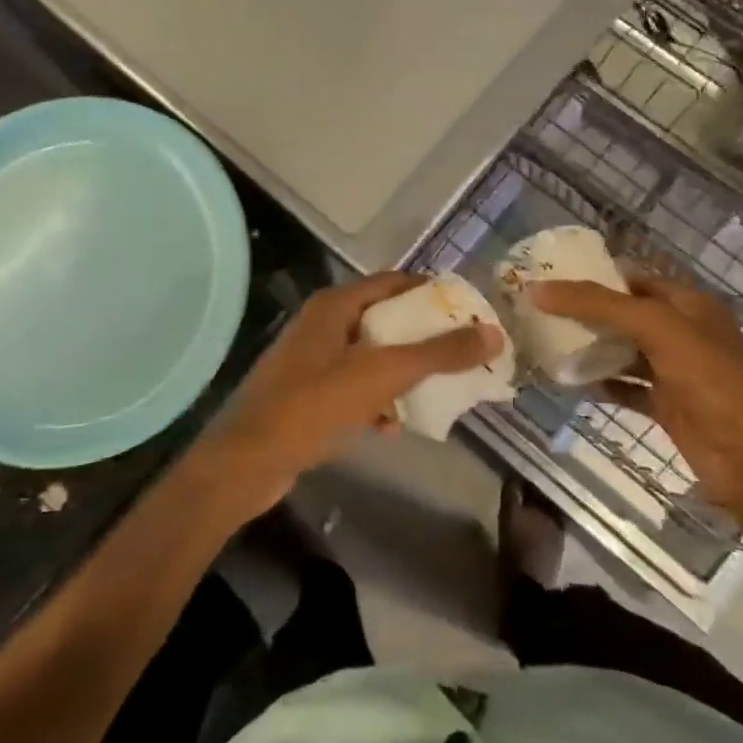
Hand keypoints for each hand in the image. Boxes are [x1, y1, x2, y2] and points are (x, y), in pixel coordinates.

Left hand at [188, 272, 500, 520]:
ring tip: (438, 391)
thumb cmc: (314, 405)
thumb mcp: (382, 375)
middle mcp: (321, 325)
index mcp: (335, 305)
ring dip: (401, 373)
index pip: (393, 282)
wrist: (248, 460)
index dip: (431, 292)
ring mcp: (310, 361)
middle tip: (462, 353)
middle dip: (422, 337)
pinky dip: (374, 401)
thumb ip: (437, 353)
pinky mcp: (305, 395)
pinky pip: (351, 389)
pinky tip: (391, 427)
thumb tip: (493, 332)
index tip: (469, 310)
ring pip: (369, 357)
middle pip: (383, 320)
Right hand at [528, 274, 742, 521]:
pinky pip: (624, 388)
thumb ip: (598, 305)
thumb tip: (537, 290)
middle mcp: (681, 333)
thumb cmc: (713, 380)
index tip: (547, 276)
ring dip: (588, 348)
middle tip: (536, 309)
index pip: (632, 279)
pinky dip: (599, 384)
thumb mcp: (657, 328)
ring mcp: (674, 372)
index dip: (592, 275)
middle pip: (623, 315)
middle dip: (584, 312)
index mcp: (687, 305)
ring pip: (622, 351)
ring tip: (543, 341)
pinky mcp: (666, 407)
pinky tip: (568, 381)